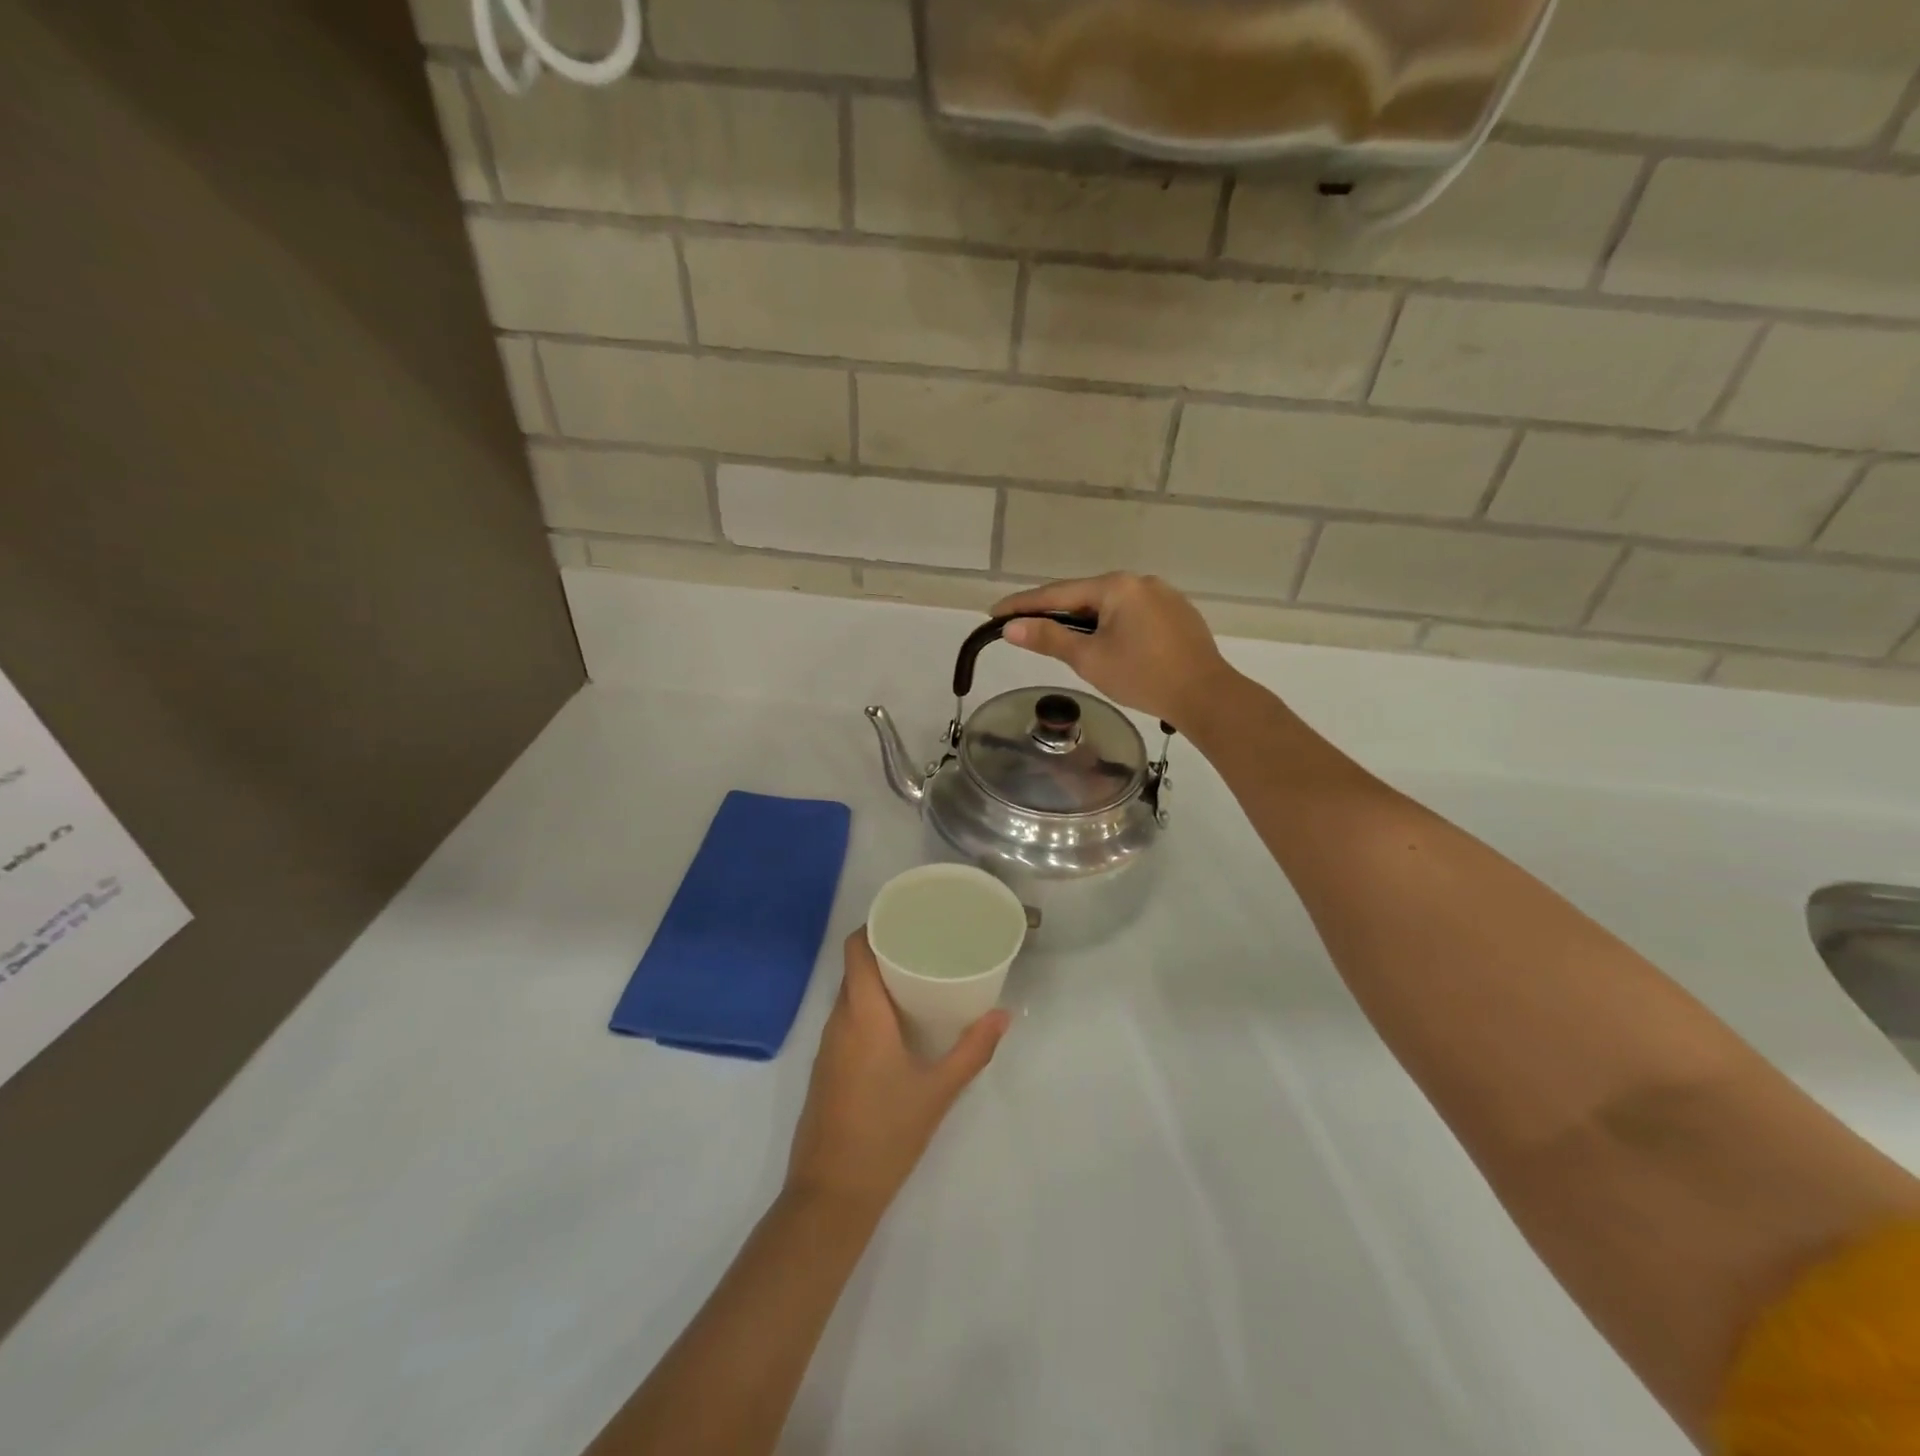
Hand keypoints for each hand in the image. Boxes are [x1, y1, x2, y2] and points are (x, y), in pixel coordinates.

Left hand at [785, 931, 1008, 1216]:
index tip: (906, 917)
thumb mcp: (938, 1091)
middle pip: (855, 968)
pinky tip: (898, 1023)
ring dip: (878, 980)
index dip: (875, 925)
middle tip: (926, 945)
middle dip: (886, 951)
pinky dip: (869, 1008)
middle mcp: (838, 1021)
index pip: (856, 949)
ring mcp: (827, 1046)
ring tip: (918, 978)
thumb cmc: (886, 1134)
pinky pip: (846, 1020)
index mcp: (862, 1014)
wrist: (831, 1195)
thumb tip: (1004, 1016)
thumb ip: (972, 1050)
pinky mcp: (826, 1068)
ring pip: (850, 995)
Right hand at [990, 573, 1235, 729]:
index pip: (1058, 594)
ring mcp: (1163, 596)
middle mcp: (1140, 581)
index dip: (1023, 605)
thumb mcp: (1089, 659)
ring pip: (1110, 606)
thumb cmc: (1143, 677)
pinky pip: (1133, 614)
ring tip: (1064, 641)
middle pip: (1084, 596)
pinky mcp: (1178, 614)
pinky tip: (1108, 645)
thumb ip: (1049, 638)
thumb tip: (1011, 627)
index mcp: (1116, 586)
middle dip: (1054, 613)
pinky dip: (1112, 626)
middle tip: (1025, 628)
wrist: (1207, 696)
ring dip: (1084, 621)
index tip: (994, 613)